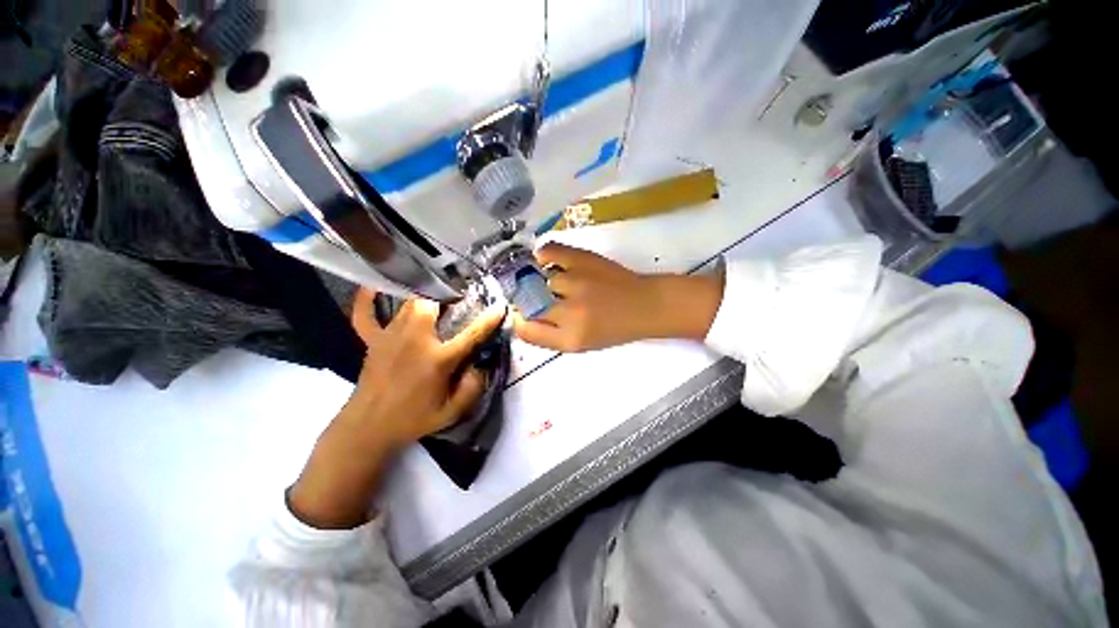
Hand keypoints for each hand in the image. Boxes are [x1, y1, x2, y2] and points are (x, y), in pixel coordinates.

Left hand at [289, 289, 504, 528]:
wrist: (368, 428)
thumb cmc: (413, 419)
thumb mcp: (452, 412)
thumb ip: (473, 388)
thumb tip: (482, 364)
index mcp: (438, 359)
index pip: (471, 334)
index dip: (488, 319)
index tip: (500, 306)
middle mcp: (415, 340)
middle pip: (432, 305)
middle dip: (448, 298)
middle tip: (459, 301)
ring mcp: (391, 337)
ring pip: (409, 304)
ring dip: (425, 298)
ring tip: (436, 297)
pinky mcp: (373, 340)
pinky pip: (366, 314)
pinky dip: (367, 300)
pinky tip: (372, 288)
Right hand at [515, 243, 723, 351]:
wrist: (645, 305)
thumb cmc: (614, 329)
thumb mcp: (581, 344)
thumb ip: (550, 335)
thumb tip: (523, 318)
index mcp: (570, 339)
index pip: (526, 330)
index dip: (520, 321)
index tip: (523, 315)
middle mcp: (569, 312)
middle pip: (529, 303)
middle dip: (526, 300)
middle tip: (536, 297)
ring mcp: (576, 283)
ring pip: (538, 279)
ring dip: (540, 281)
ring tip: (550, 281)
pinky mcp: (583, 260)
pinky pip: (550, 252)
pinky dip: (543, 255)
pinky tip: (546, 260)